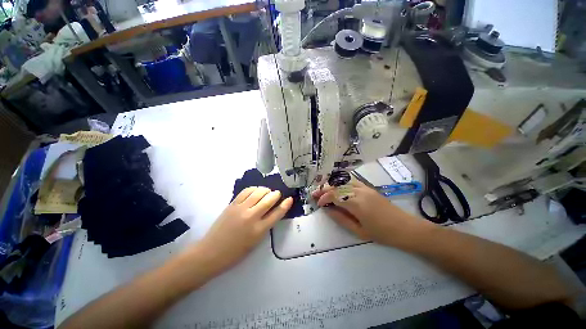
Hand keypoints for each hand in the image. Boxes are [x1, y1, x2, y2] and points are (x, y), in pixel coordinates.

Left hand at [197, 187, 292, 274]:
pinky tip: (256, 190)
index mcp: (259, 230)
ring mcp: (241, 209)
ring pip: (258, 192)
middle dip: (276, 194)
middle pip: (268, 200)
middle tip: (277, 194)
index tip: (289, 199)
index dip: (285, 205)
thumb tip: (272, 211)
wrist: (211, 252)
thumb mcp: (256, 242)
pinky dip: (254, 189)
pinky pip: (246, 191)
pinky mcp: (232, 204)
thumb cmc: (236, 252)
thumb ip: (265, 225)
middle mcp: (251, 217)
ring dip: (266, 190)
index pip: (277, 214)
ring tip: (267, 192)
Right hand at [313, 179, 424, 247]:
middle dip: (324, 189)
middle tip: (315, 194)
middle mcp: (359, 191)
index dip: (324, 198)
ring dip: (331, 185)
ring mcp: (364, 188)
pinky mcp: (368, 187)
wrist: (405, 228)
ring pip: (343, 182)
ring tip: (323, 190)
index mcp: (357, 203)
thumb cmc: (382, 233)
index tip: (319, 204)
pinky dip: (341, 183)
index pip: (334, 195)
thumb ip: (341, 219)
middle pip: (337, 186)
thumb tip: (327, 210)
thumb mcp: (359, 231)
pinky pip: (351, 182)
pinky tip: (337, 187)